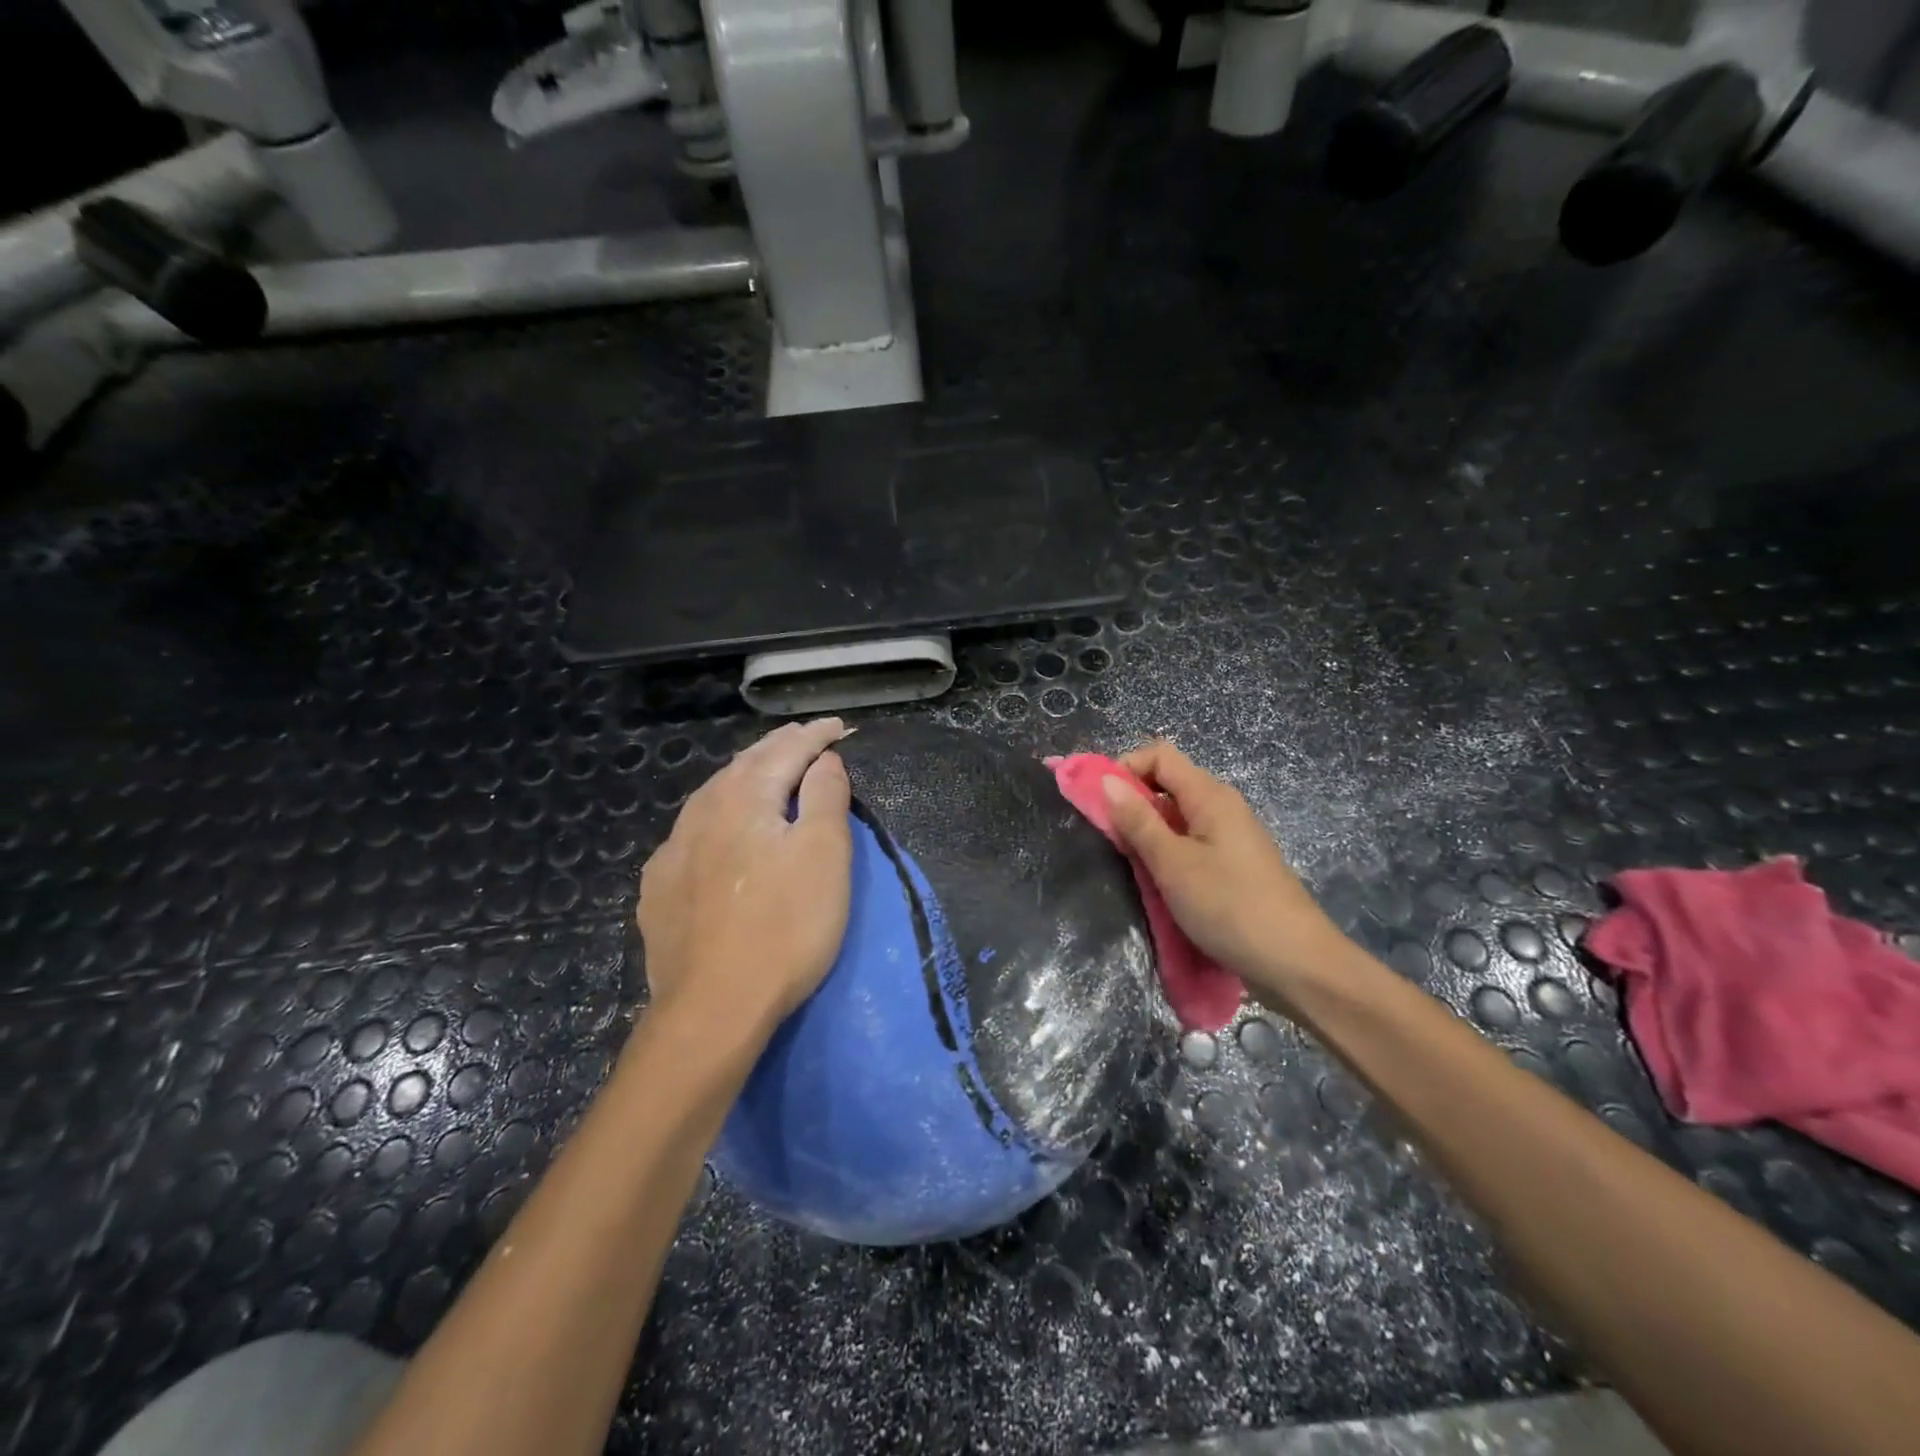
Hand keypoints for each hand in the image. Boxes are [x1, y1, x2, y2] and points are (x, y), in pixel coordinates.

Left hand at [637, 718, 853, 1040]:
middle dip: (777, 748)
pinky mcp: (659, 890)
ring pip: (712, 797)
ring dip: (743, 777)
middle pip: (744, 766)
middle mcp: (700, 814)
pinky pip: (691, 833)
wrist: (712, 1009)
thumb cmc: (785, 928)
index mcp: (743, 799)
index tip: (837, 726)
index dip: (815, 736)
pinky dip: (716, 815)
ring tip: (764, 772)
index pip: (786, 751)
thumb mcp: (825, 856)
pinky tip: (717, 831)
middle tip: (804, 738)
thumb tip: (824, 759)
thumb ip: (825, 797)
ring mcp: (672, 853)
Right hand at [1100, 740, 1349, 1008]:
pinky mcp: (1233, 866)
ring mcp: (1230, 838)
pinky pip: (1190, 844)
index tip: (1099, 802)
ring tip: (1131, 865)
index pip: (1160, 755)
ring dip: (1148, 833)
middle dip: (1132, 804)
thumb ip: (1138, 821)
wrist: (1297, 965)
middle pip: (1167, 784)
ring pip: (1176, 818)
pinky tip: (1158, 883)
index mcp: (1210, 796)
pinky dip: (1167, 854)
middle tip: (1110, 839)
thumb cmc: (1230, 907)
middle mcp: (1221, 807)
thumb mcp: (1173, 864)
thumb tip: (1107, 782)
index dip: (1125, 768)